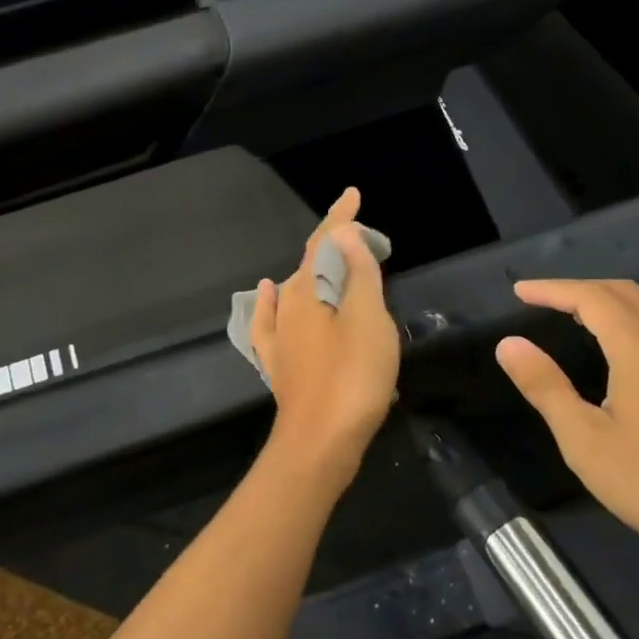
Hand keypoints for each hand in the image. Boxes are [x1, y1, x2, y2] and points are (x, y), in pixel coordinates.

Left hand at [251, 188, 399, 489]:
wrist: (319, 443)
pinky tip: (270, 293)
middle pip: (311, 264)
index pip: (324, 242)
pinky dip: (275, 301)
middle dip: (336, 246)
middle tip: (367, 241)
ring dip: (318, 273)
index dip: (340, 217)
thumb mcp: (367, 320)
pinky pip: (274, 320)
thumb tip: (342, 232)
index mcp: (308, 291)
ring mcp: (279, 337)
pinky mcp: (279, 363)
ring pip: (298, 291)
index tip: (353, 195)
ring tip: (339, 265)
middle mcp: (287, 307)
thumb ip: (357, 274)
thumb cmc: (352, 377)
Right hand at [496, 279, 638, 596]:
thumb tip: (509, 344)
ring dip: (618, 300)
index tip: (520, 291)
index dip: (553, 289)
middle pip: (626, 293)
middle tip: (546, 302)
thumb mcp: (584, 442)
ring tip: (588, 318)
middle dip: (581, 290)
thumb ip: (545, 386)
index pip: (591, 297)